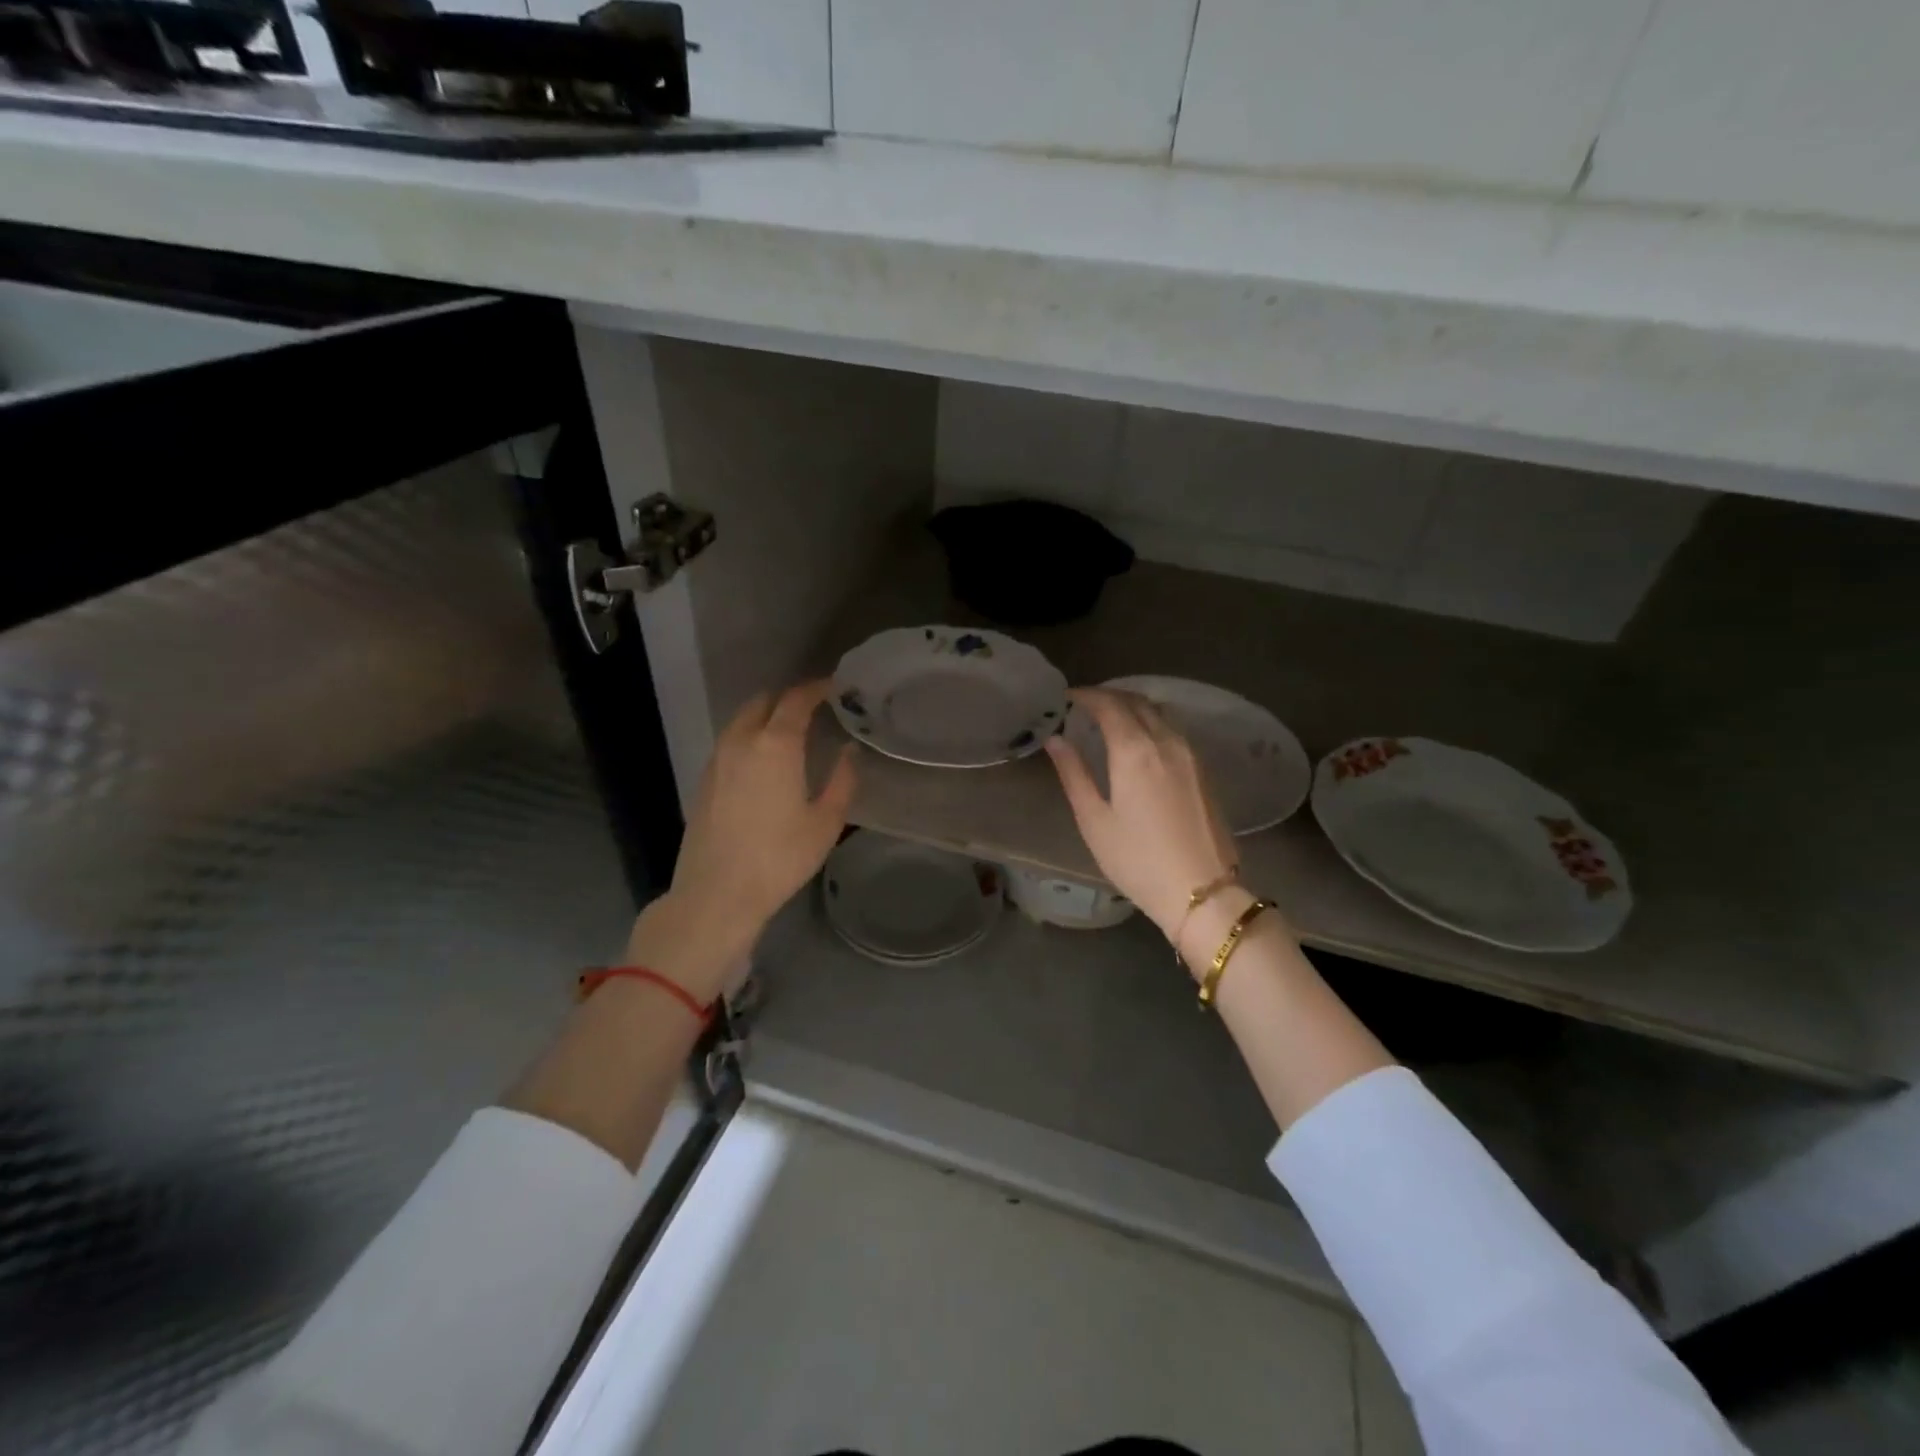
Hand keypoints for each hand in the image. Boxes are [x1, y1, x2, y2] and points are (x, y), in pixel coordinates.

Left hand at [626, 680, 854, 1000]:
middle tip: (812, 708)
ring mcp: (717, 760)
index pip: (796, 700)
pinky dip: (748, 737)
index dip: (815, 689)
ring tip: (788, 731)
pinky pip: (729, 743)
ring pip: (741, 721)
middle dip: (787, 698)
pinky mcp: (704, 780)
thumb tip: (849, 752)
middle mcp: (741, 742)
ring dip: (765, 716)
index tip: (832, 686)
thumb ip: (842, 781)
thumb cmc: (780, 858)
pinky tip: (762, 760)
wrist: (717, 893)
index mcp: (775, 745)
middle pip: (763, 703)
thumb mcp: (825, 823)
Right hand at [1045, 688, 1239, 944]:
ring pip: (1160, 712)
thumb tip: (1055, 740)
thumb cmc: (1138, 860)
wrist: (1202, 891)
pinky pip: (1174, 729)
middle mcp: (1166, 741)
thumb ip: (1073, 774)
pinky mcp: (1204, 769)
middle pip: (1137, 701)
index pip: (1109, 705)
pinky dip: (1152, 722)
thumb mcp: (1094, 820)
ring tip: (1110, 718)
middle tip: (1084, 705)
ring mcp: (1191, 754)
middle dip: (1109, 696)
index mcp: (1135, 751)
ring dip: (1133, 706)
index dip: (1086, 696)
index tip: (1066, 698)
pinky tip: (1140, 740)